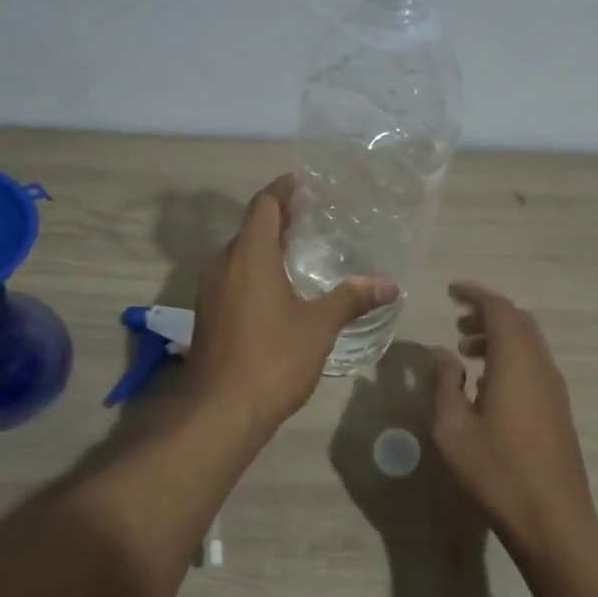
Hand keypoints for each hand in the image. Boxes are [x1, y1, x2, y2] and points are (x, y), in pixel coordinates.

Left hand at [185, 176, 397, 437]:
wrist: (220, 412)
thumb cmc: (271, 360)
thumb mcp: (318, 327)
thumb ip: (351, 299)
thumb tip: (389, 283)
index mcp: (249, 256)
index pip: (264, 204)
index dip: (284, 189)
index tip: (308, 183)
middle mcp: (223, 264)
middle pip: (252, 227)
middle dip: (281, 218)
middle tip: (317, 218)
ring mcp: (210, 289)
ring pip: (240, 253)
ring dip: (268, 246)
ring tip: (304, 250)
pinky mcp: (208, 312)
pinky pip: (233, 276)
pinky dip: (256, 270)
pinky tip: (281, 289)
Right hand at [432, 282, 597, 554]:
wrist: (552, 518)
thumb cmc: (496, 470)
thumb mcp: (452, 428)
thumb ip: (445, 384)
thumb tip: (446, 355)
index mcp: (516, 362)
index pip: (499, 309)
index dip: (476, 294)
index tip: (452, 291)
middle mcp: (541, 366)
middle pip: (519, 322)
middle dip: (488, 315)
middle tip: (458, 323)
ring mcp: (555, 388)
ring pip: (529, 344)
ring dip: (499, 338)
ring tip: (466, 353)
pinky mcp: (559, 409)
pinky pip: (534, 365)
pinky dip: (510, 358)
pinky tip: (488, 385)